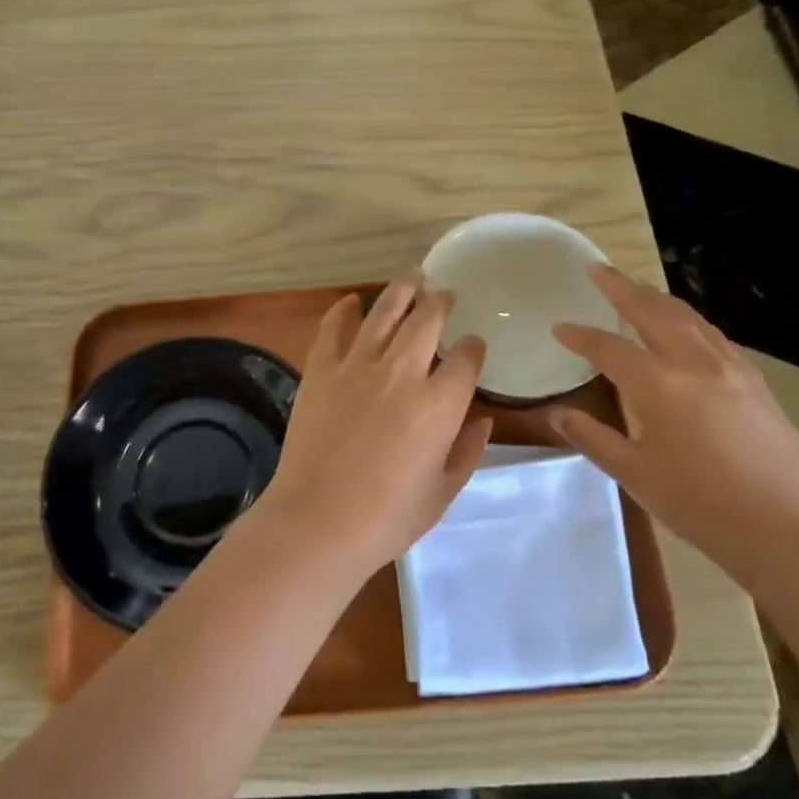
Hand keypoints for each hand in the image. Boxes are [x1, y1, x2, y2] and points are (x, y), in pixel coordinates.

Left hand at [248, 274, 493, 580]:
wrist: (317, 520)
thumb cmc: (387, 517)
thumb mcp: (442, 492)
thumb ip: (467, 451)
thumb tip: (482, 419)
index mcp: (439, 404)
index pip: (466, 357)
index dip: (474, 347)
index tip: (473, 346)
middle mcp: (402, 372)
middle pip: (428, 319)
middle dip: (442, 302)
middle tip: (445, 294)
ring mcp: (357, 365)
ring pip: (385, 311)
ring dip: (403, 290)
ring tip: (414, 278)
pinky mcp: (321, 369)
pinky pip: (334, 327)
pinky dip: (345, 310)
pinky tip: (352, 302)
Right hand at [550, 264, 798, 597]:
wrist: (787, 531)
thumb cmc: (700, 506)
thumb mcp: (635, 475)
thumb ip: (594, 438)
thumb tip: (558, 414)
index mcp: (660, 386)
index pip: (609, 348)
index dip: (580, 336)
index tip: (559, 328)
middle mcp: (695, 364)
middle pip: (652, 311)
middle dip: (621, 287)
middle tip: (598, 268)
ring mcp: (732, 369)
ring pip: (688, 317)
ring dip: (657, 297)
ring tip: (637, 288)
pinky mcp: (756, 382)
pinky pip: (714, 335)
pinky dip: (688, 320)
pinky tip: (684, 328)